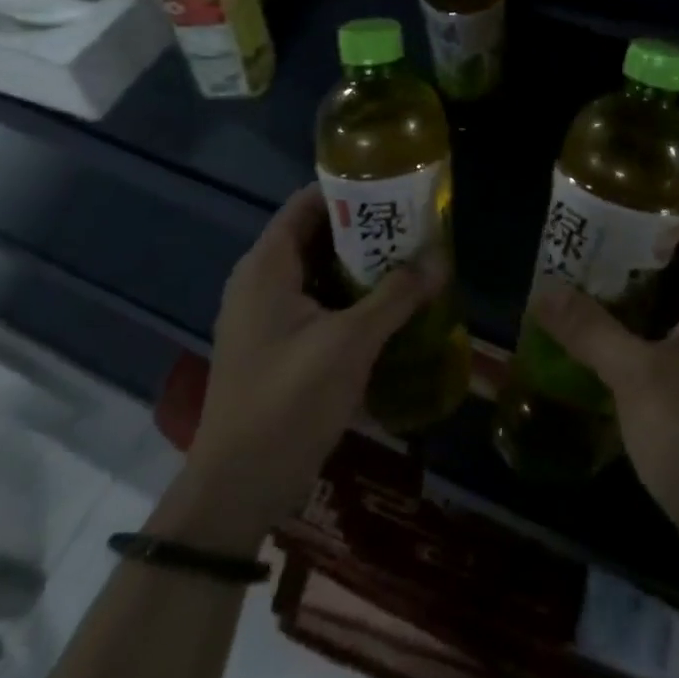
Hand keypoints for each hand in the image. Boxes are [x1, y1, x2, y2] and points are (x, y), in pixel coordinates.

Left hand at [152, 184, 445, 552]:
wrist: (237, 490)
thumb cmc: (287, 402)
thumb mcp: (349, 344)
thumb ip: (397, 296)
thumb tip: (441, 258)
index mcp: (267, 265)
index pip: (309, 202)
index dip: (351, 189)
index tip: (397, 188)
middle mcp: (261, 280)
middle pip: (318, 235)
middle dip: (366, 230)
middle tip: (416, 227)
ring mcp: (266, 315)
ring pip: (320, 272)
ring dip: (362, 267)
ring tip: (412, 262)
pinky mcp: (276, 345)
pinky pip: (317, 303)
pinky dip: (350, 298)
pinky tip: (390, 307)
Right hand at [530, 213, 678, 588]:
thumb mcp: (638, 377)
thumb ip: (589, 328)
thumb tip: (541, 289)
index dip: (659, 210)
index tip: (612, 204)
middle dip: (642, 255)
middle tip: (589, 245)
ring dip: (648, 297)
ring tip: (593, 285)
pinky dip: (661, 332)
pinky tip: (619, 341)